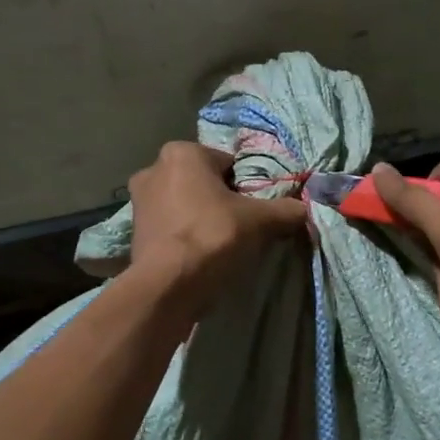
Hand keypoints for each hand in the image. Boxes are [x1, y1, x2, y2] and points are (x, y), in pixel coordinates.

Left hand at [125, 143, 307, 306]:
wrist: (168, 286)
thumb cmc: (212, 237)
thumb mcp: (260, 221)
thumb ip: (286, 210)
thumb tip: (304, 209)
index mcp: (182, 153)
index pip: (229, 164)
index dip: (248, 187)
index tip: (257, 210)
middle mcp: (154, 168)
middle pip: (205, 183)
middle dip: (223, 201)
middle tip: (243, 227)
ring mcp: (139, 201)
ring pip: (187, 205)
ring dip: (203, 219)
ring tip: (223, 245)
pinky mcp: (135, 231)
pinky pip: (172, 226)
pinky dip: (186, 236)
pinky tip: (201, 256)